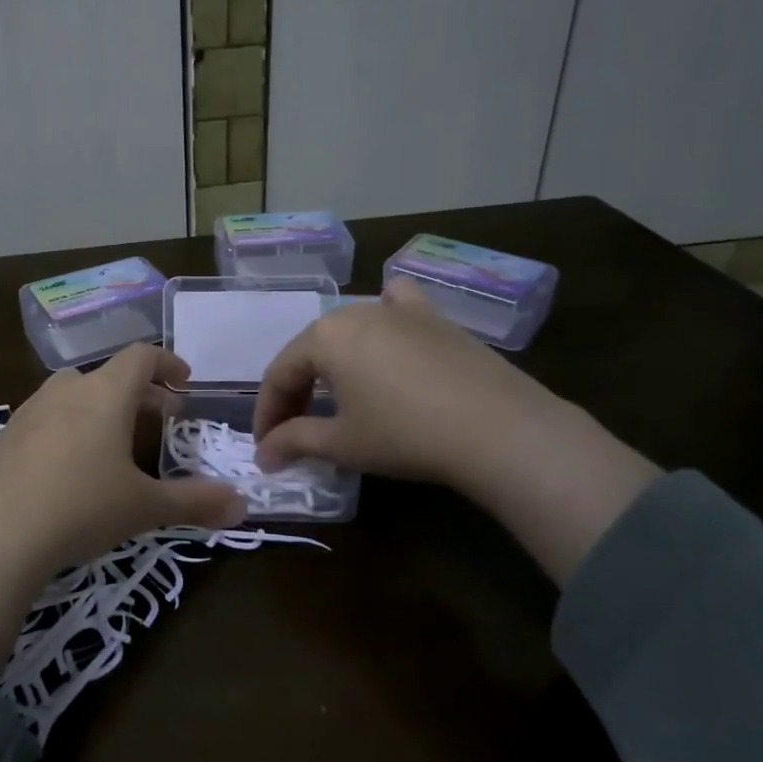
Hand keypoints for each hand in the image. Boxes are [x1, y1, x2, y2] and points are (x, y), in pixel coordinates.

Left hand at [0, 345, 242, 672]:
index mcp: (104, 393)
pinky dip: (67, 428)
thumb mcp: (144, 507)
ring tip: (114, 442)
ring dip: (99, 408)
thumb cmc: (81, 507)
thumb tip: (242, 506)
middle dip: (138, 392)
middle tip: (159, 417)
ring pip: (73, 394)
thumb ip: (195, 502)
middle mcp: (65, 391)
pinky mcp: (3, 437)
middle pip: (107, 375)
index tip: (184, 380)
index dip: (167, 363)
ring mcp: (28, 411)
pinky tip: (68, 468)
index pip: (141, 357)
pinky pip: (45, 420)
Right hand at [253, 280, 658, 583]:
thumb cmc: (406, 434)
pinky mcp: (435, 317)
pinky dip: (386, 316)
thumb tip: (263, 455)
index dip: (268, 413)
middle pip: (311, 351)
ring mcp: (398, 310)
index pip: (280, 374)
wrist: (499, 429)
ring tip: (336, 395)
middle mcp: (354, 311)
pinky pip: (398, 305)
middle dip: (297, 391)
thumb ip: (294, 442)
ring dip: (333, 362)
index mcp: (323, 337)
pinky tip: (390, 332)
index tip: (266, 447)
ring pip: (349, 329)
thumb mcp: (342, 444)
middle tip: (295, 430)